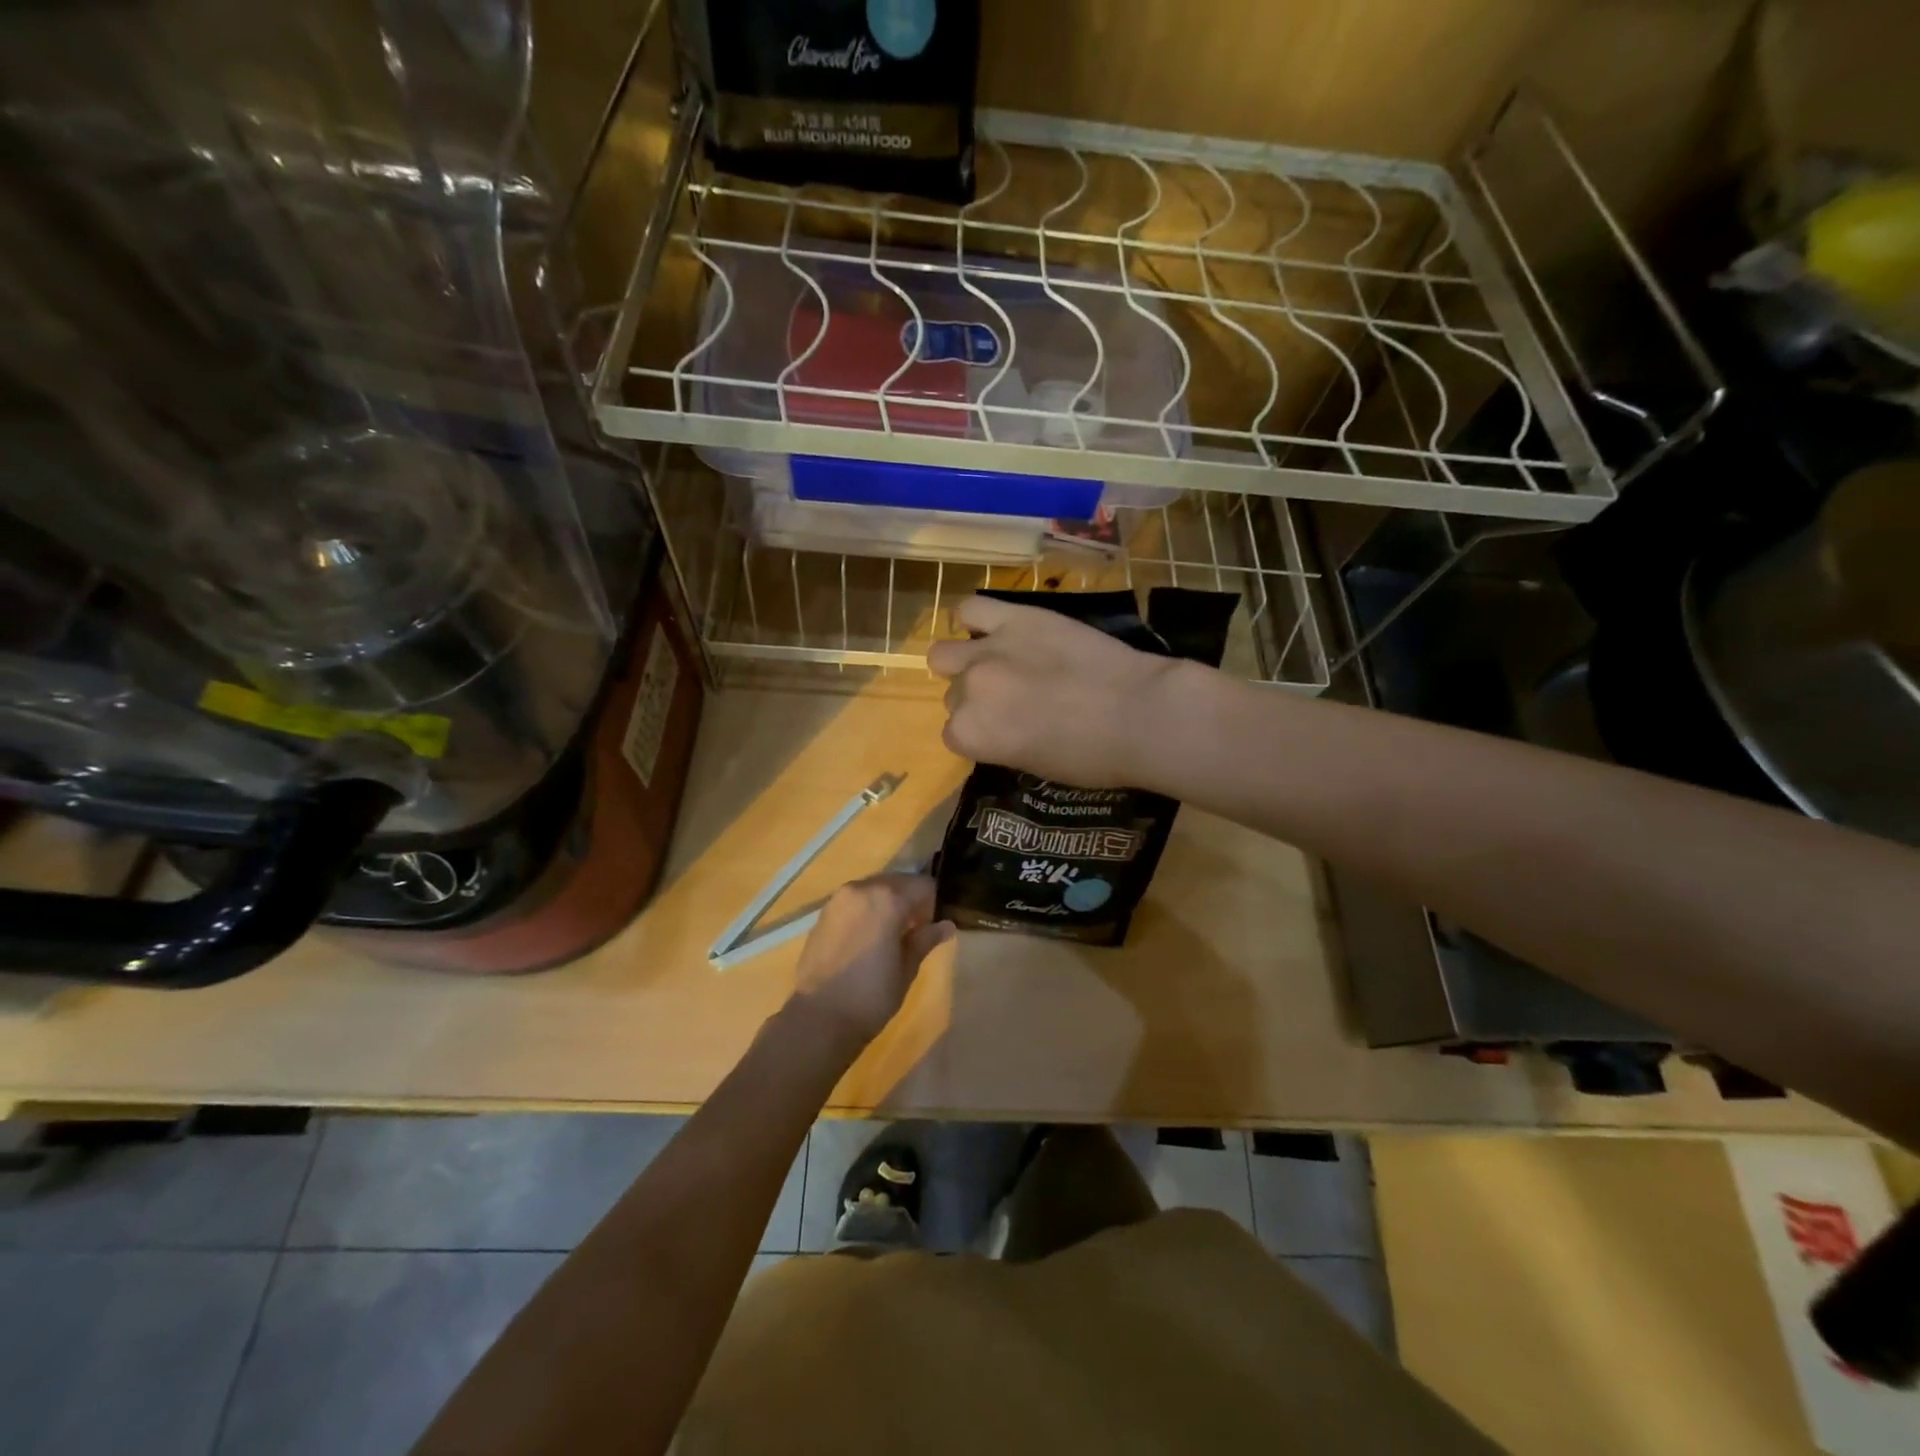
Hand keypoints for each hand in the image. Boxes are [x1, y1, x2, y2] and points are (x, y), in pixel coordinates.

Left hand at [790, 874, 953, 1050]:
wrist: (818, 1018)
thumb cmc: (871, 995)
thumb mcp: (906, 968)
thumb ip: (925, 940)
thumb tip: (946, 925)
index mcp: (888, 898)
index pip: (924, 886)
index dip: (933, 905)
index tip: (931, 929)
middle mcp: (862, 888)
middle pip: (897, 882)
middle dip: (909, 901)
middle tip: (913, 933)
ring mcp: (838, 899)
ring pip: (874, 890)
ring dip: (887, 904)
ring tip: (889, 937)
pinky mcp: (823, 913)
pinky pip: (854, 901)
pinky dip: (866, 910)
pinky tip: (866, 940)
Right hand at [926, 594, 1178, 788]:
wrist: (1138, 712)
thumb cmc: (1092, 757)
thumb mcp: (1034, 764)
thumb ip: (1000, 741)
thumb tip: (996, 725)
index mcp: (971, 734)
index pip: (955, 734)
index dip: (980, 733)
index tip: (1004, 732)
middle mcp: (968, 690)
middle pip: (954, 694)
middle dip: (977, 699)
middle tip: (1013, 700)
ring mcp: (988, 649)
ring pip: (945, 654)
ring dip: (965, 662)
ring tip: (997, 663)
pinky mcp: (1015, 617)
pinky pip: (971, 609)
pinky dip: (976, 620)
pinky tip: (995, 629)